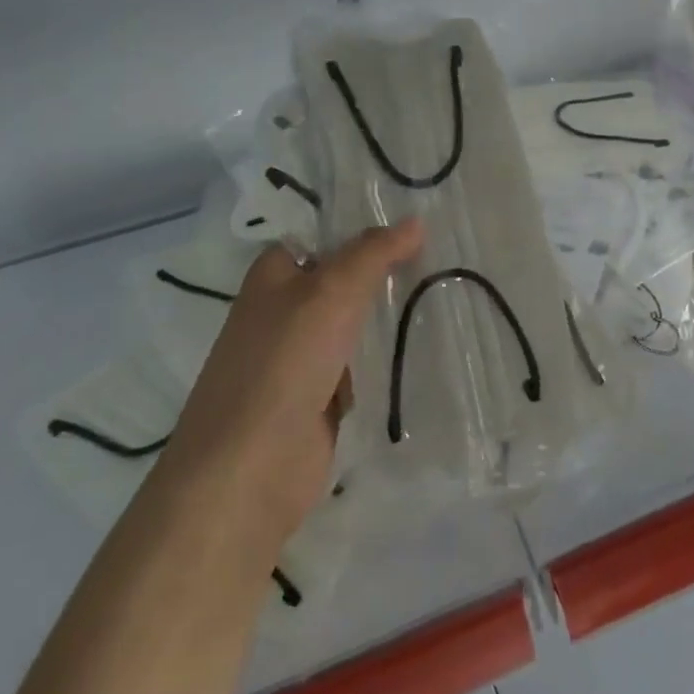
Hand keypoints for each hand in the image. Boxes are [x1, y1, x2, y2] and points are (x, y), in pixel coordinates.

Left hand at [166, 220, 423, 546]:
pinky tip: (422, 350)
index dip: (365, 228)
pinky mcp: (317, 400)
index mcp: (273, 275)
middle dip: (385, 273)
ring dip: (389, 319)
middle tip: (442, 257)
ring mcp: (300, 359)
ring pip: (355, 325)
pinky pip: (359, 368)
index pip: (324, 236)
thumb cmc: (282, 364)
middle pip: (343, 281)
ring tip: (446, 296)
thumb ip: (373, 253)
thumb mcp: (331, 292)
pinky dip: (383, 362)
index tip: (416, 223)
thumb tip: (415, 221)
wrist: (247, 473)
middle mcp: (284, 311)